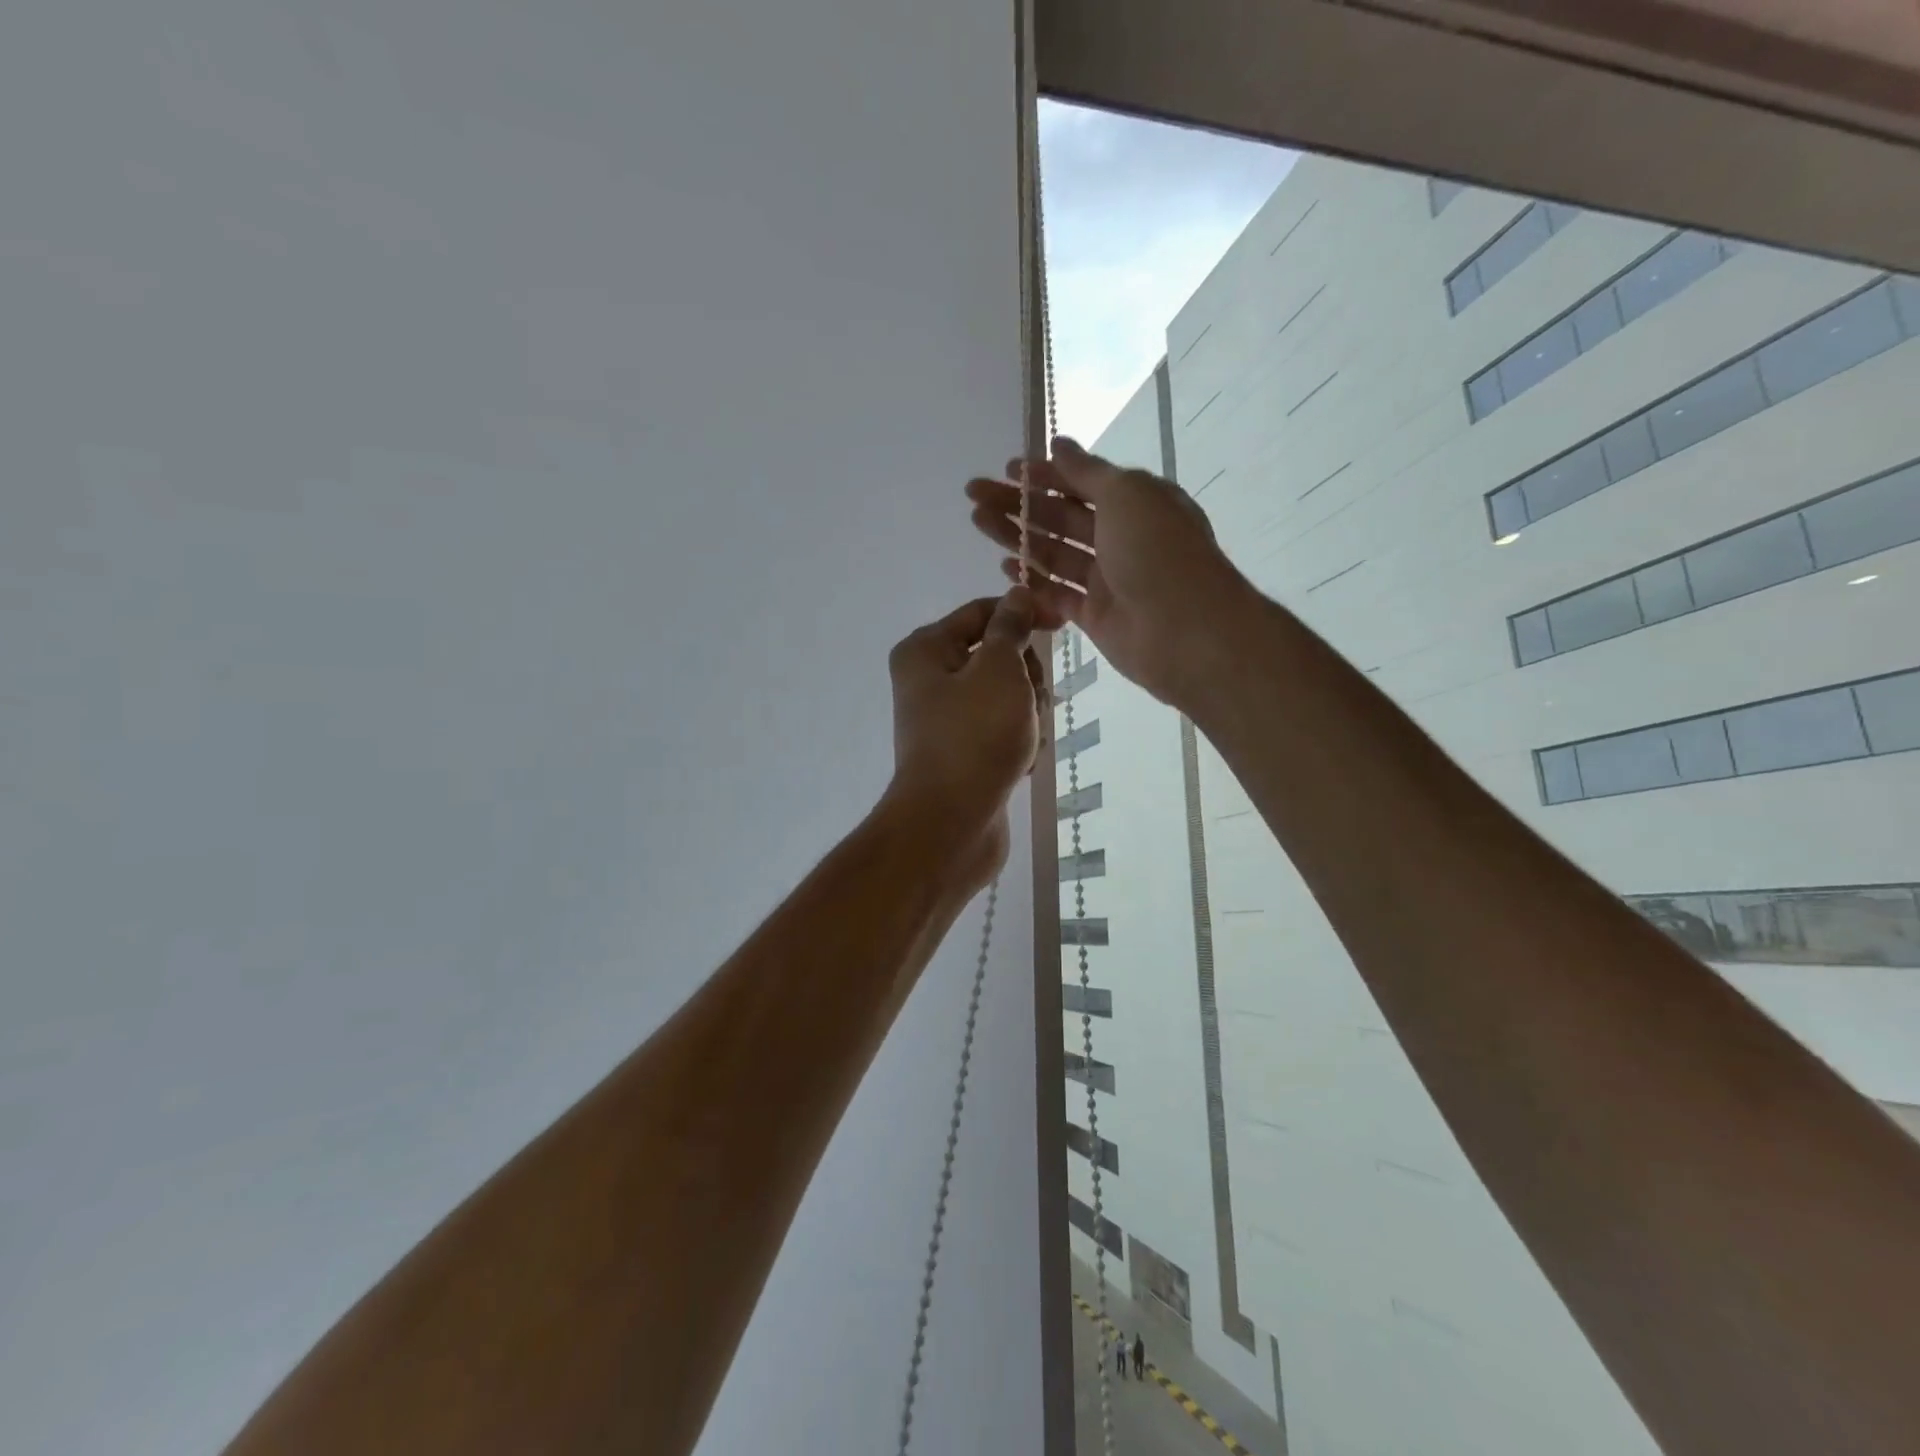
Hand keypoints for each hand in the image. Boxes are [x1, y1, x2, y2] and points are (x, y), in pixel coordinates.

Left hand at [884, 589, 1045, 891]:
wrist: (951, 824)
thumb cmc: (975, 736)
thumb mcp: (1000, 669)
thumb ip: (1012, 628)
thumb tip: (1018, 593)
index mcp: (926, 650)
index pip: (983, 612)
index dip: (1025, 613)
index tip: (1062, 624)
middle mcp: (930, 680)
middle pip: (998, 656)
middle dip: (1026, 678)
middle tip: (1030, 703)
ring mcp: (947, 719)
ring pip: (1007, 696)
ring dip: (1027, 714)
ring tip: (1024, 741)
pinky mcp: (964, 752)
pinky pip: (1002, 731)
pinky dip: (1018, 743)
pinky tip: (1019, 764)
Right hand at [966, 437, 1250, 707]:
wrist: (1184, 630)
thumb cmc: (1158, 551)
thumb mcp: (1126, 494)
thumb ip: (1087, 473)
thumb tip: (1059, 444)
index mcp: (1136, 502)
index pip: (1083, 483)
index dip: (1046, 474)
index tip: (1008, 469)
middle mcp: (1121, 537)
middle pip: (1061, 516)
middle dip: (1019, 503)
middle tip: (975, 495)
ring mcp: (1107, 578)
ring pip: (1054, 552)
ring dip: (1018, 536)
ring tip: (978, 521)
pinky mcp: (1094, 615)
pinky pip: (1057, 592)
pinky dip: (1032, 579)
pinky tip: (1004, 564)